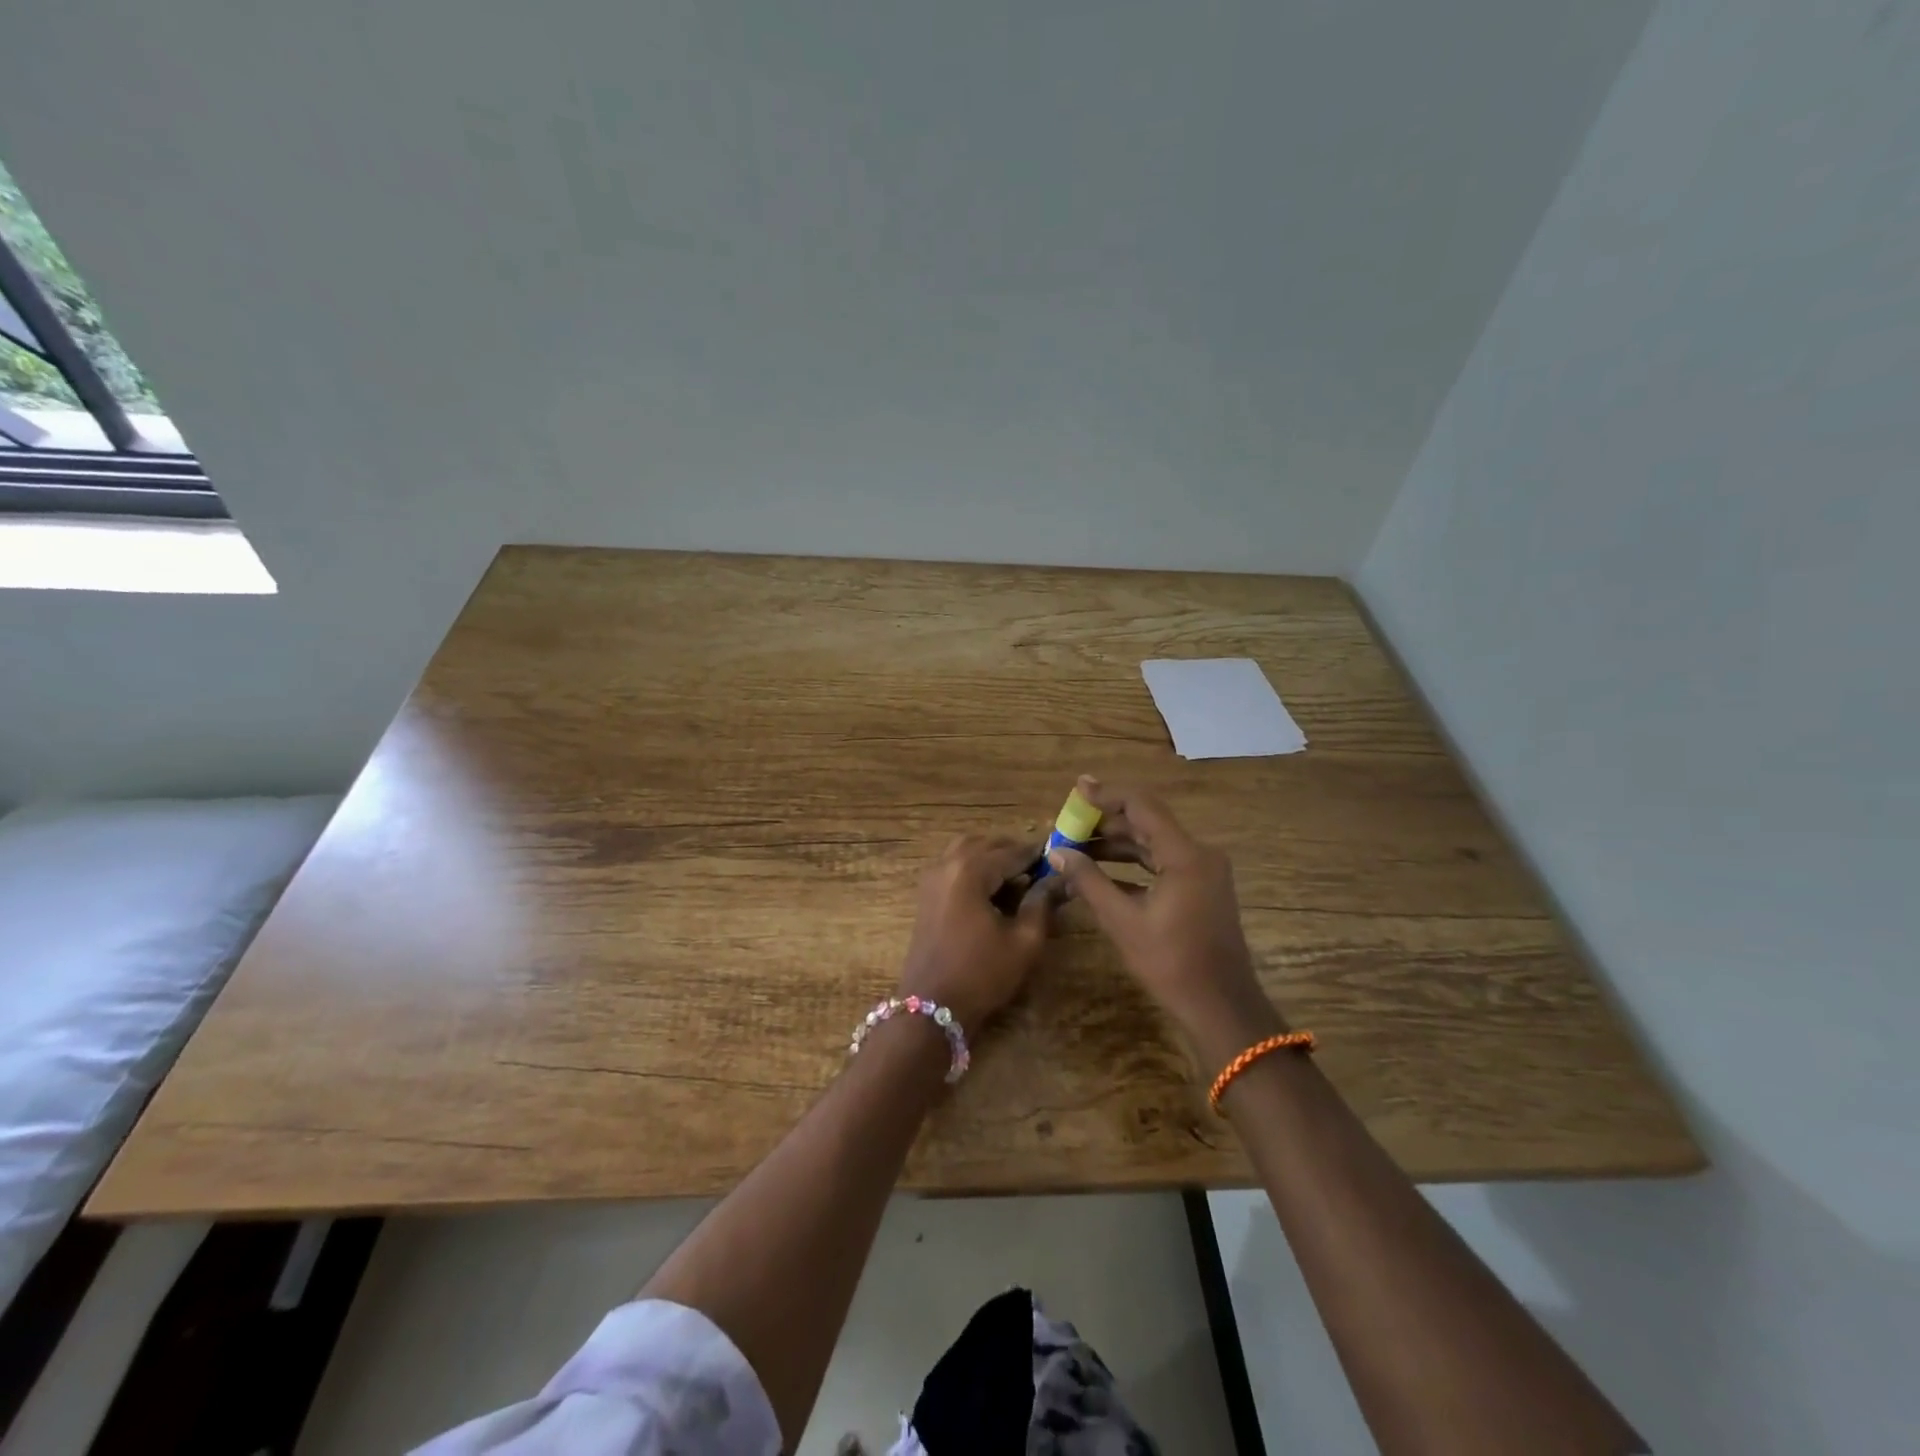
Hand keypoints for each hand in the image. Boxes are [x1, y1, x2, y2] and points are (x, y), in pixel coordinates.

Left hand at [898, 835, 1060, 1035]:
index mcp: (969, 870)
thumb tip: (1059, 879)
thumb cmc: (982, 975)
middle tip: (1040, 868)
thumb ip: (1042, 903)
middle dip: (1013, 851)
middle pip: (985, 843)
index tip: (1061, 856)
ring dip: (992, 856)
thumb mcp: (1023, 942)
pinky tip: (994, 891)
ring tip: (1019, 878)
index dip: (1038, 854)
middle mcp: (946, 865)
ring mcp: (931, 879)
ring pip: (965, 850)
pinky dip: (974, 867)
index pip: (1011, 851)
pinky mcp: (926, 895)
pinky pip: (953, 866)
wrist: (931, 1008)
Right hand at [1046, 777, 1283, 1069]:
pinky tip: (1101, 873)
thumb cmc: (1172, 964)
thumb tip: (1056, 853)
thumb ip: (1089, 881)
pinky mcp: (1201, 887)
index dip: (1107, 794)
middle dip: (1106, 822)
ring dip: (1117, 844)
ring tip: (1077, 847)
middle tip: (1069, 825)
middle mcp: (1199, 853)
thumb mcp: (1123, 921)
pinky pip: (1162, 863)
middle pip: (1147, 822)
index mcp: (1185, 855)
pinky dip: (1133, 864)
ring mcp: (1203, 871)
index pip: (1142, 806)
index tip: (1077, 789)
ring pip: (1153, 843)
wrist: (1221, 1007)